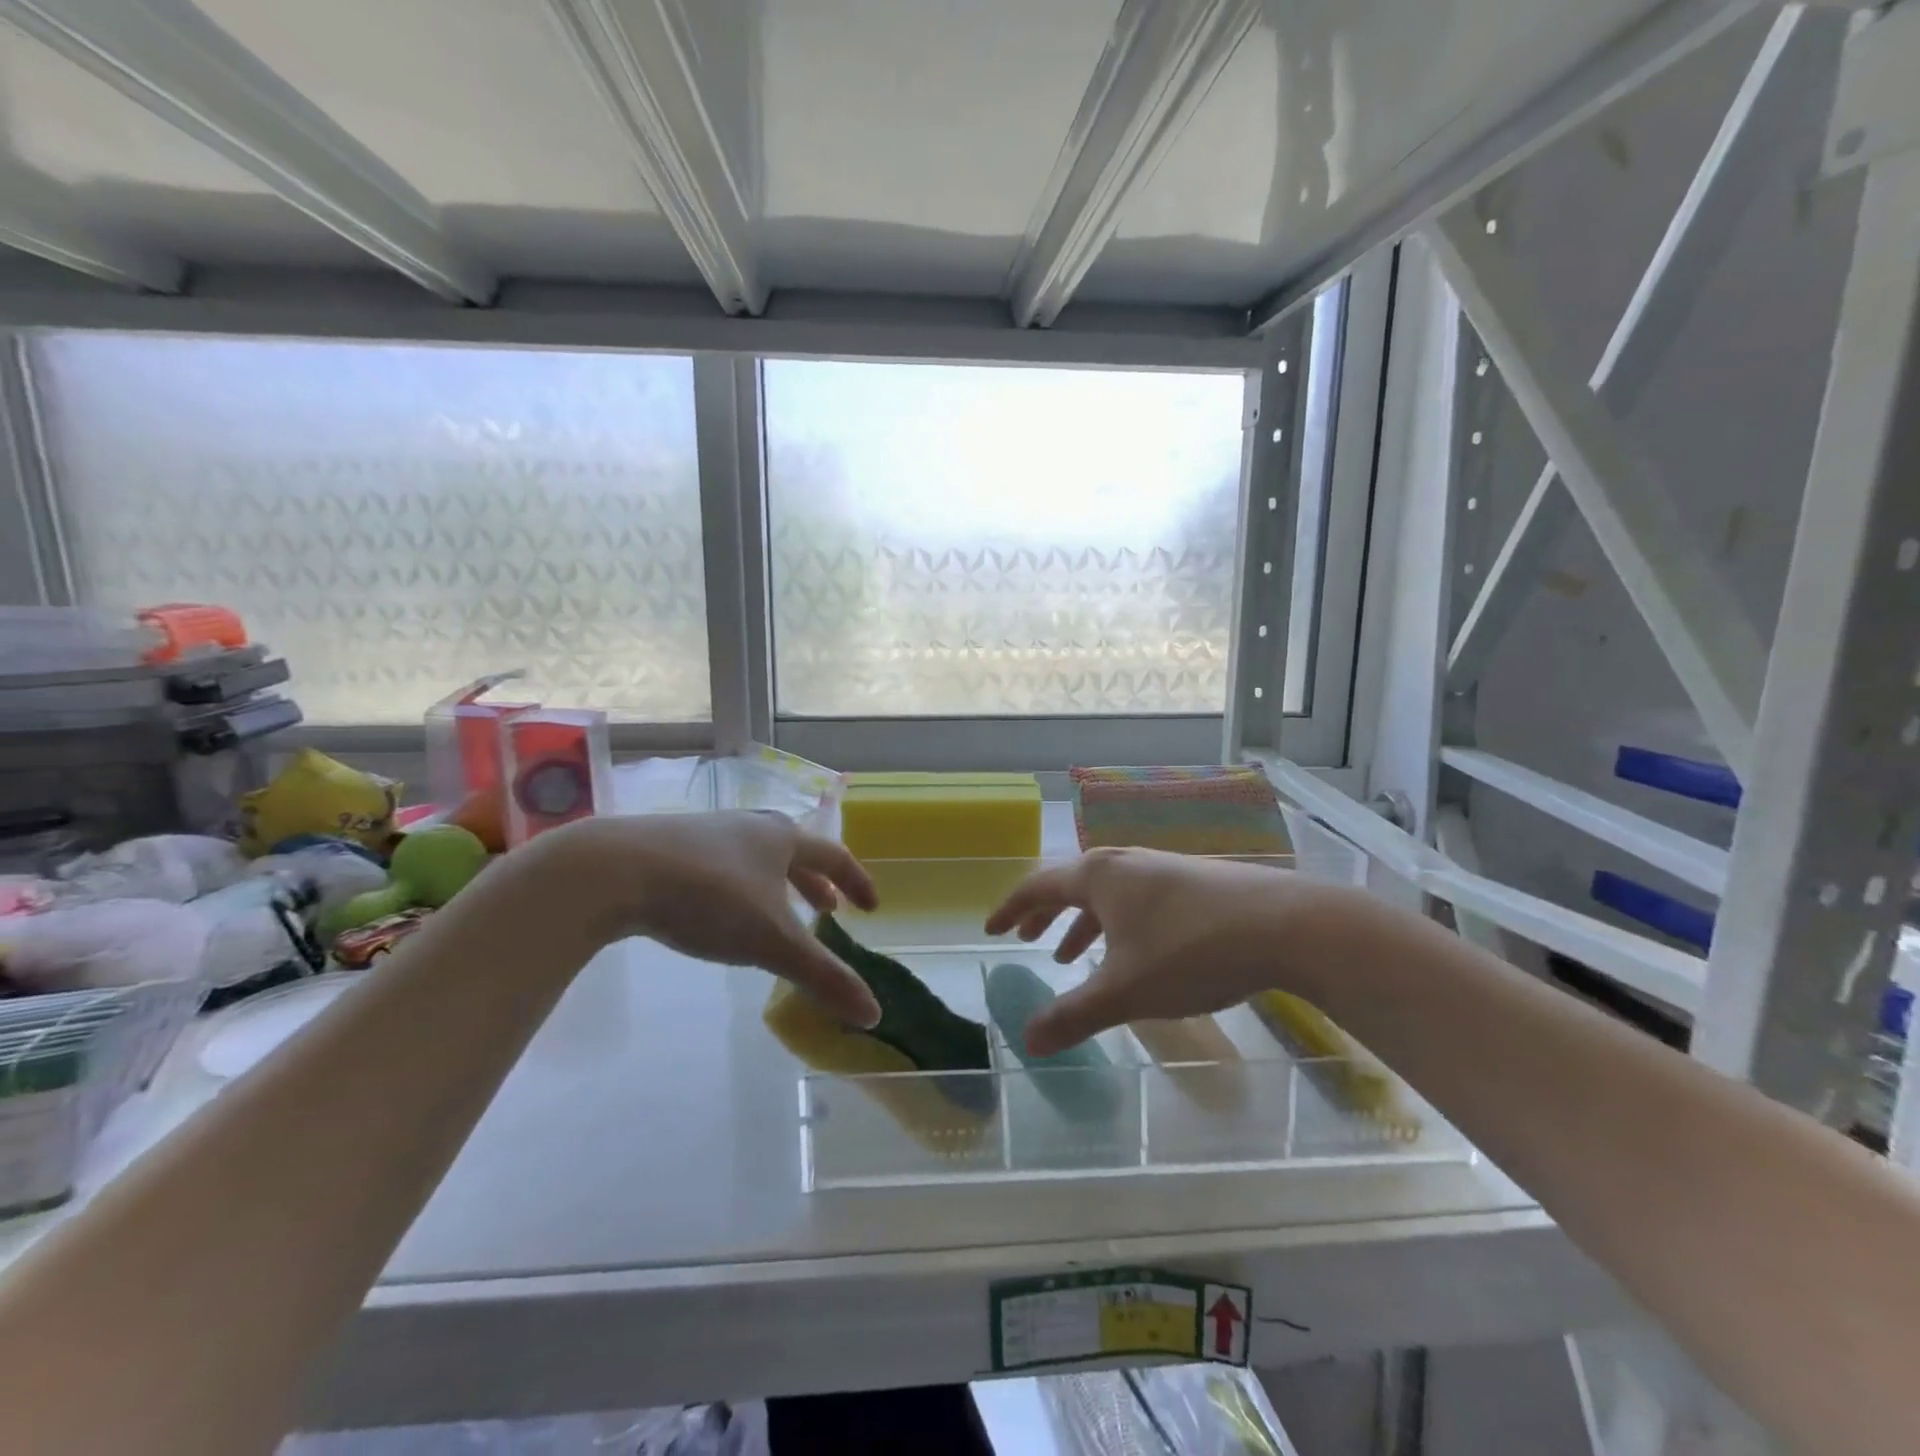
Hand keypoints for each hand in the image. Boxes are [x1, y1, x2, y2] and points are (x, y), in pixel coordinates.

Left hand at [548, 811, 880, 1027]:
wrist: (614, 869)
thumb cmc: (709, 897)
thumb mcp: (771, 941)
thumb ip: (823, 976)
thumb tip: (874, 1014)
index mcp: (782, 839)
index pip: (834, 857)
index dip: (856, 882)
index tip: (870, 907)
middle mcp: (750, 827)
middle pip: (795, 851)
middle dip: (814, 882)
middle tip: (826, 909)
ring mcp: (708, 832)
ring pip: (755, 855)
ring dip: (774, 883)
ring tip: (773, 911)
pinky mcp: (670, 845)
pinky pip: (720, 863)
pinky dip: (737, 885)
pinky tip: (716, 909)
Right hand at [985, 847, 1331, 1054]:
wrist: (1284, 924)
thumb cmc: (1191, 951)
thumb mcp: (1125, 991)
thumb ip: (1073, 1016)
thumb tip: (1026, 1041)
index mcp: (1097, 876)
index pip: (1038, 886)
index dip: (1010, 909)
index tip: (991, 929)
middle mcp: (1124, 862)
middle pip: (1070, 885)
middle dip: (1045, 915)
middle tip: (1025, 939)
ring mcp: (1161, 868)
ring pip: (1106, 895)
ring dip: (1082, 924)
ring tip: (1071, 958)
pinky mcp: (1192, 882)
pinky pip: (1136, 901)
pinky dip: (1117, 926)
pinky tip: (1134, 955)